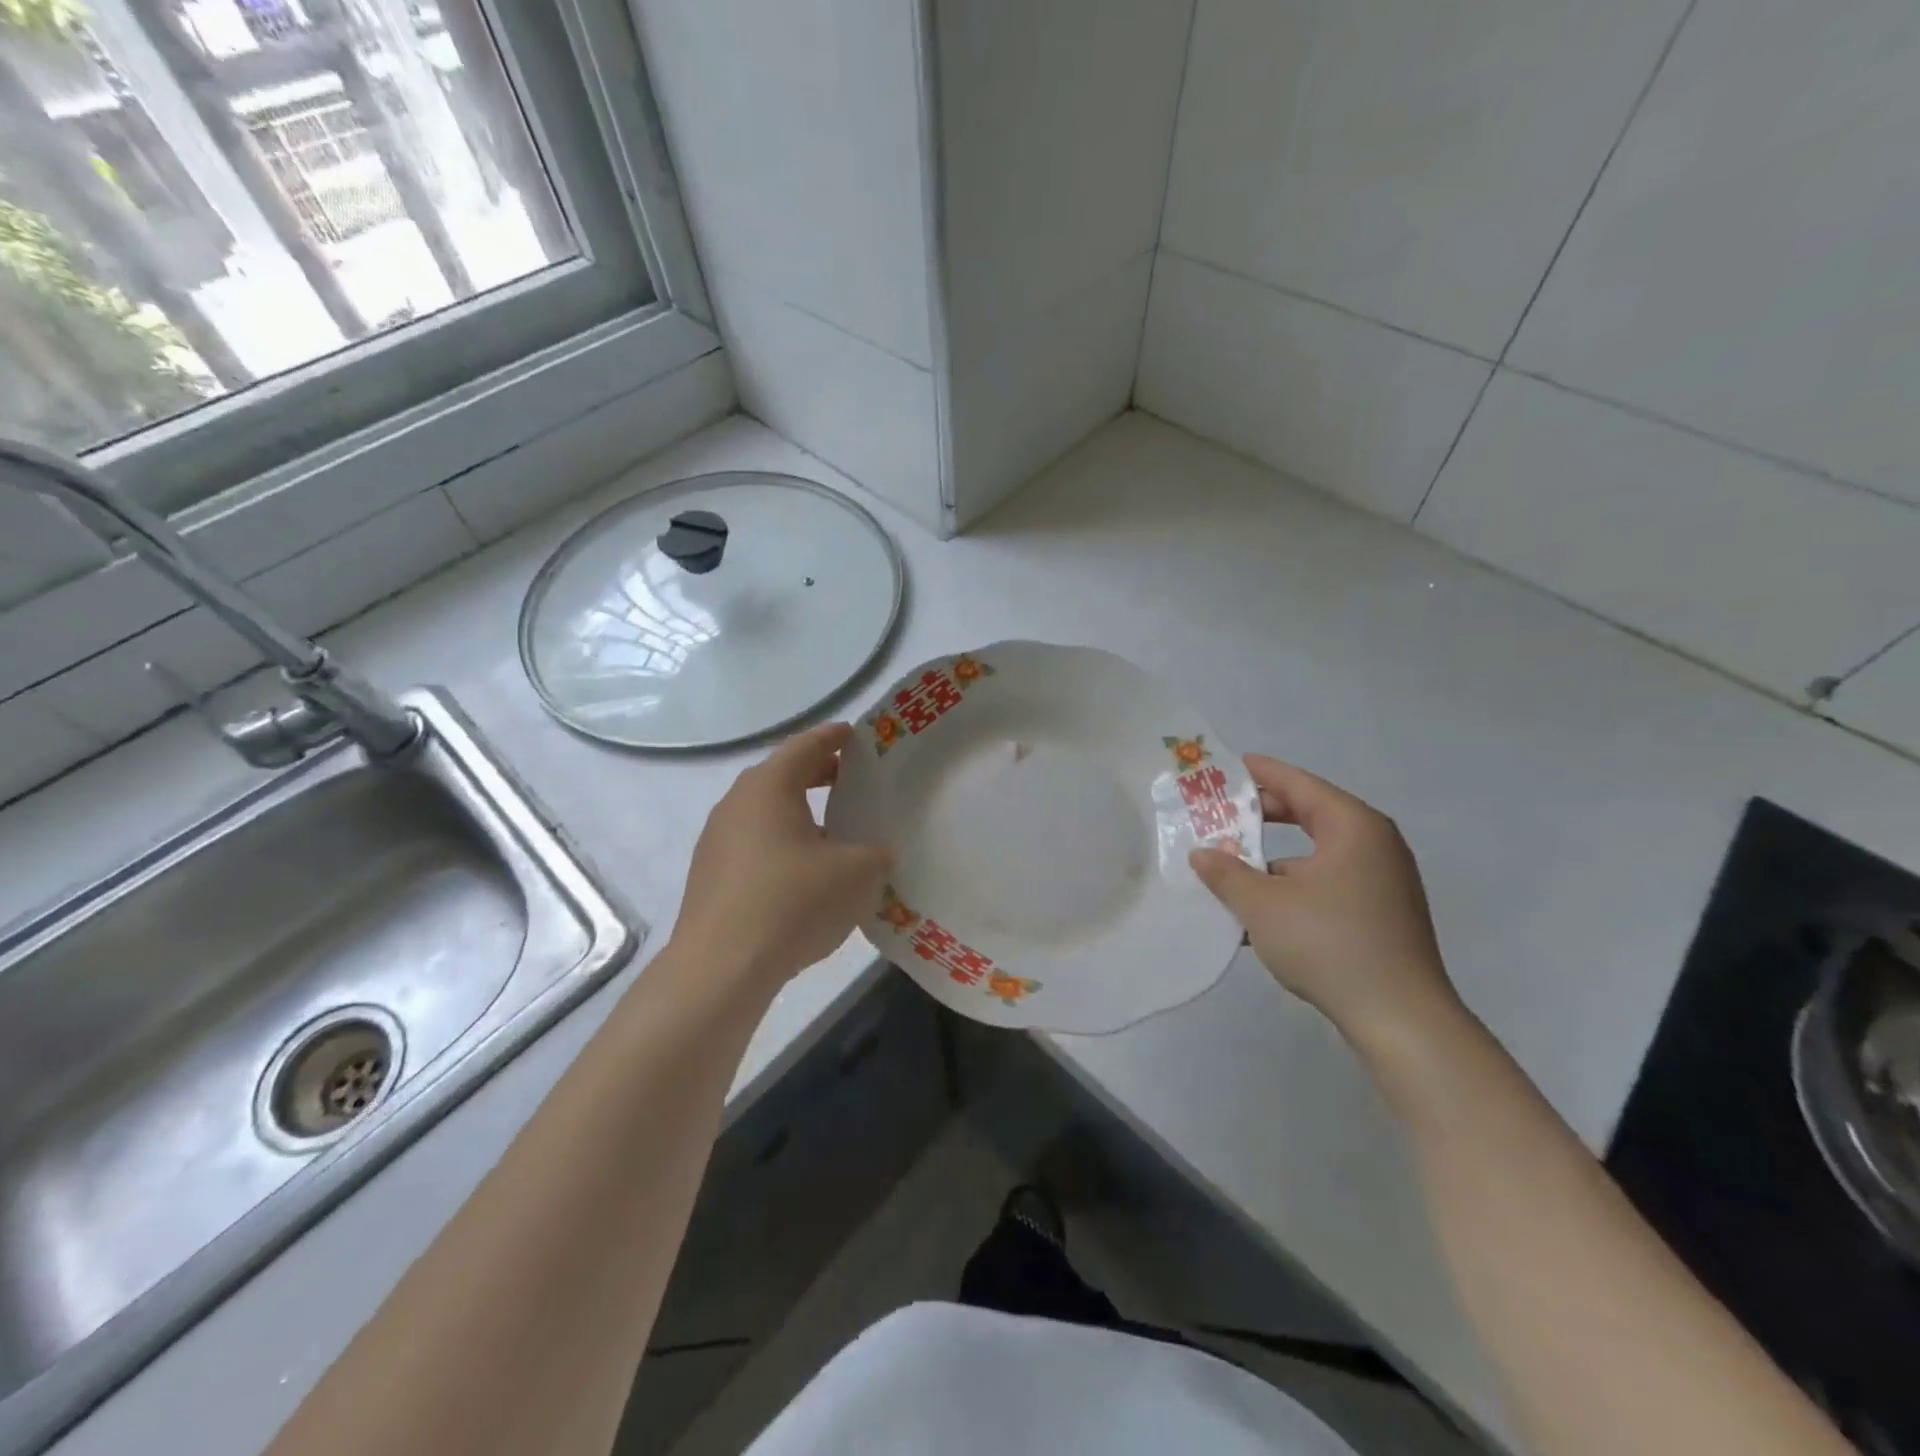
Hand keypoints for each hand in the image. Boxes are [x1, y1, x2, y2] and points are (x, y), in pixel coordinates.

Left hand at [673, 723, 893, 989]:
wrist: (720, 968)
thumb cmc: (792, 903)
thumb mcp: (856, 874)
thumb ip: (877, 854)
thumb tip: (878, 854)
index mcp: (769, 787)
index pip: (805, 746)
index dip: (833, 737)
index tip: (854, 734)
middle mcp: (736, 804)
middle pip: (781, 775)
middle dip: (817, 773)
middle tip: (851, 779)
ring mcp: (717, 841)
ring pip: (765, 812)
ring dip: (799, 812)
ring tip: (832, 828)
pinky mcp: (710, 875)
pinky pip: (753, 843)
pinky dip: (781, 842)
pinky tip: (803, 871)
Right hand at [1189, 755, 1457, 1046]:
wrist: (1400, 1019)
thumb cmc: (1329, 943)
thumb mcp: (1263, 905)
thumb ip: (1227, 873)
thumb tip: (1202, 854)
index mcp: (1353, 826)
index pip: (1298, 784)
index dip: (1259, 774)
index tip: (1225, 767)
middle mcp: (1373, 844)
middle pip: (1308, 815)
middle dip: (1259, 818)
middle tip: (1217, 817)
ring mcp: (1381, 881)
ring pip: (1314, 855)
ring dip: (1271, 861)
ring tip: (1227, 870)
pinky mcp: (1380, 914)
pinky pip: (1325, 884)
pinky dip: (1291, 889)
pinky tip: (1256, 915)